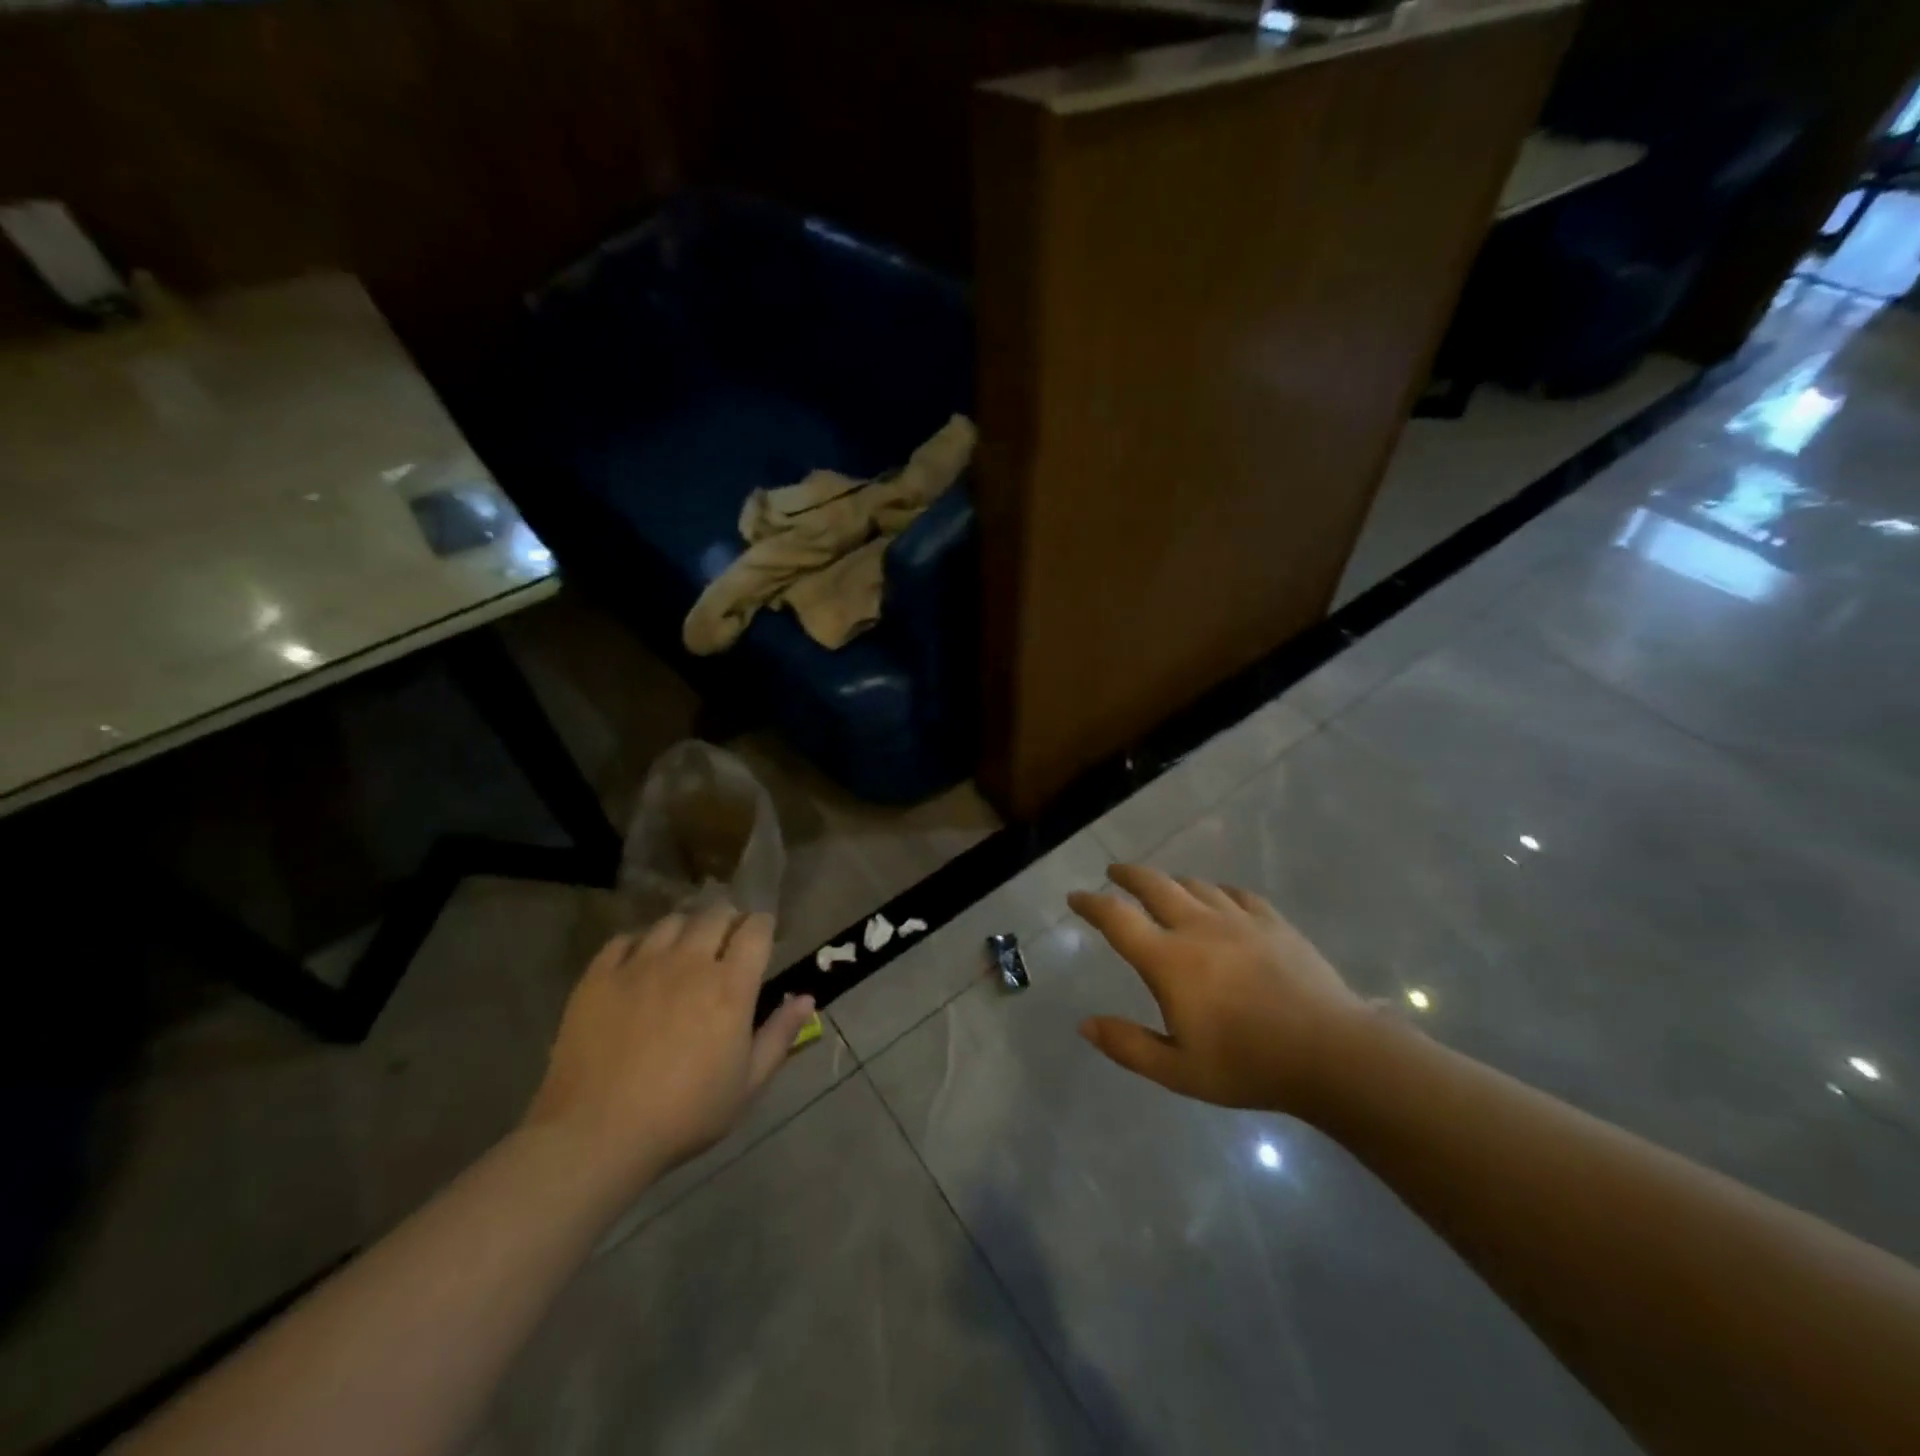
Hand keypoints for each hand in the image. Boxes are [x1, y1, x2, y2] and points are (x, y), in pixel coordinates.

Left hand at [523, 904, 815, 1184]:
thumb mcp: (746, 1085)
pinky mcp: (599, 976)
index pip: (756, 930)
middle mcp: (689, 962)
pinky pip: (625, 939)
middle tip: (727, 939)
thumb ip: (779, 1035)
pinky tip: (641, 961)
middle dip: (729, 919)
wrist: (596, 1135)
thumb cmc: (684, 1114)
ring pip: (672, 921)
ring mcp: (640, 965)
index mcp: (730, 986)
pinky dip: (640, 942)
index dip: (763, 926)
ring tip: (685, 947)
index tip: (763, 936)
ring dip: (687, 928)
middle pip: (715, 914)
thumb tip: (806, 998)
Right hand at [1069, 865, 1365, 1118]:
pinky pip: (1236, 894)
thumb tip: (1084, 1024)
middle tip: (1114, 872)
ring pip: (1195, 886)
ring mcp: (1238, 920)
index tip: (1075, 897)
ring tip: (1164, 888)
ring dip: (1171, 882)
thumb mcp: (1178, 1070)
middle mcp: (1197, 927)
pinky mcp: (1273, 922)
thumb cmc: (1248, 1065)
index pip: (1117, 918)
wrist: (1331, 1054)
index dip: (1091, 904)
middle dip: (1128, 875)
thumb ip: (1127, 1045)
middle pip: (1154, 885)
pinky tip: (1220, 899)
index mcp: (1168, 960)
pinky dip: (1217, 892)